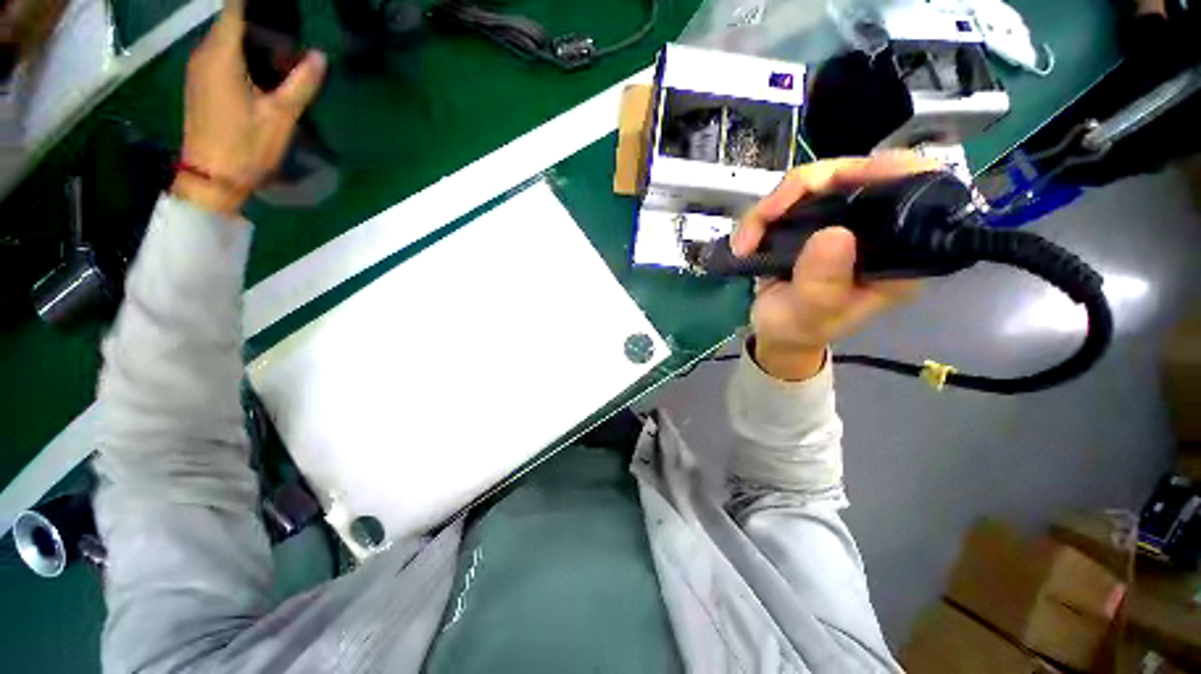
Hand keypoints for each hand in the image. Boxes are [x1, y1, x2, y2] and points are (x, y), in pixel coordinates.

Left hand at [171, 0, 326, 214]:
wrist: (211, 178)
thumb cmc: (245, 145)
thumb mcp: (281, 116)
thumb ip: (301, 83)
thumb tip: (320, 57)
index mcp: (222, 56)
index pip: (234, 9)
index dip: (252, 3)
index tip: (278, 7)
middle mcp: (204, 55)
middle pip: (230, 22)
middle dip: (257, 22)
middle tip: (289, 36)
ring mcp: (198, 70)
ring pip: (224, 39)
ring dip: (250, 40)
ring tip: (280, 54)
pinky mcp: (199, 84)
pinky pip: (219, 55)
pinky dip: (239, 54)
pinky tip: (260, 72)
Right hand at [732, 153, 941, 380]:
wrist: (776, 333)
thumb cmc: (801, 328)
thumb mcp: (813, 314)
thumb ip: (823, 283)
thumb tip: (834, 234)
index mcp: (896, 251)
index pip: (913, 190)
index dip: (885, 170)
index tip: (842, 180)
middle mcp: (872, 228)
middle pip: (851, 175)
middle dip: (801, 189)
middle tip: (766, 216)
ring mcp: (837, 221)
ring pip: (810, 184)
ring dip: (769, 208)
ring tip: (745, 242)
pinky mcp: (808, 222)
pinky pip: (784, 201)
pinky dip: (758, 218)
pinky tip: (743, 243)